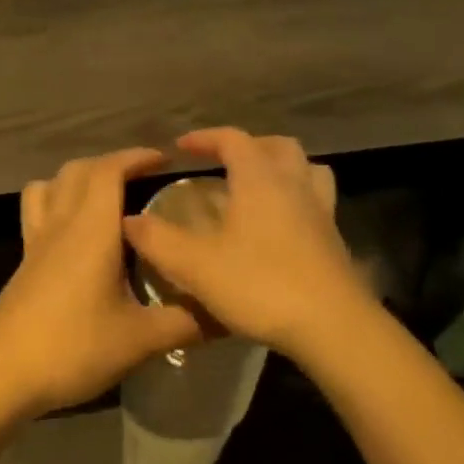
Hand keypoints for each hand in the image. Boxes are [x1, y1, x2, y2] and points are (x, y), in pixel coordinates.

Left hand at [0, 148, 202, 419]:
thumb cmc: (73, 347)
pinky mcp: (24, 261)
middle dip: (113, 163)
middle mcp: (61, 223)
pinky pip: (37, 210)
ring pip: (51, 185)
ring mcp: (37, 241)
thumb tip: (230, 313)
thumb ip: (187, 322)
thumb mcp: (141, 340)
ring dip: (79, 177)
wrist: (2, 374)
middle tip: (144, 178)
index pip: (109, 170)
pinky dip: (56, 200)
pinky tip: (75, 232)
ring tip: (106, 195)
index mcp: (91, 228)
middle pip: (79, 170)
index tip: (166, 161)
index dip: (137, 157)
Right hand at [122, 128, 376, 360]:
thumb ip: (158, 240)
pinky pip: (317, 200)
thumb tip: (129, 220)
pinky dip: (297, 198)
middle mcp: (293, 184)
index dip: (205, 138)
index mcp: (259, 179)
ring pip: (306, 168)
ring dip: (281, 167)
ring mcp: (320, 210)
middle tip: (223, 162)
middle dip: (247, 146)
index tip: (181, 147)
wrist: (333, 325)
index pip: (232, 139)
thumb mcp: (196, 266)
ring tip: (259, 185)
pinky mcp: (334, 238)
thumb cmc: (261, 285)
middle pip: (277, 145)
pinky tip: (281, 224)